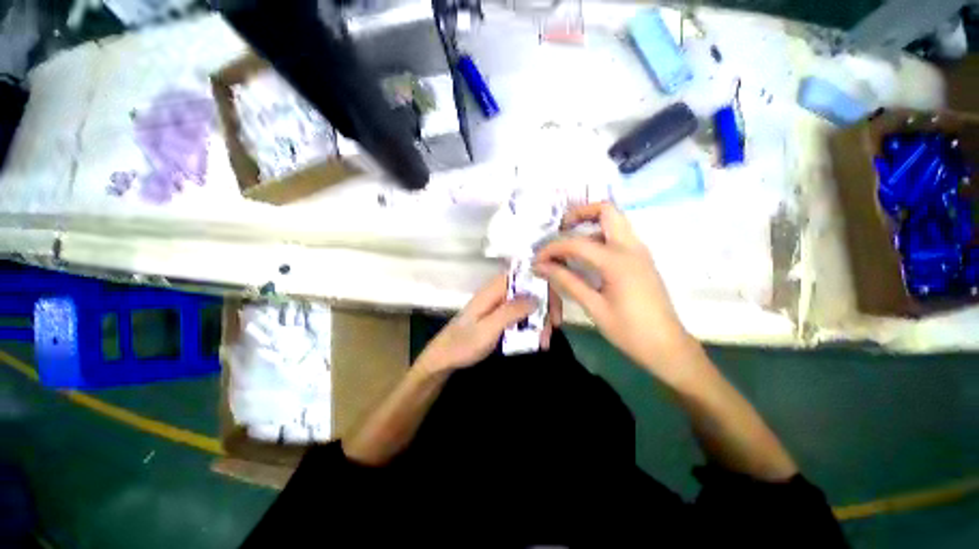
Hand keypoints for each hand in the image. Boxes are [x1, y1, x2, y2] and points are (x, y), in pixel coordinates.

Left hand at [414, 273, 547, 373]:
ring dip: (540, 321)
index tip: (554, 308)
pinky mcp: (501, 316)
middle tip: (551, 331)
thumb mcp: (488, 329)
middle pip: (530, 291)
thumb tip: (537, 297)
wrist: (444, 358)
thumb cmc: (463, 344)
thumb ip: (511, 311)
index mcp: (493, 290)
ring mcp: (500, 305)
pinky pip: (522, 316)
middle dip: (544, 309)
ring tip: (543, 343)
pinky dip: (531, 327)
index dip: (543, 286)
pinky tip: (536, 342)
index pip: (524, 276)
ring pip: (528, 305)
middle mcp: (499, 293)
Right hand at [534, 203, 703, 385]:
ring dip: (589, 224)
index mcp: (618, 261)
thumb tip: (540, 267)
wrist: (667, 347)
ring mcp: (639, 251)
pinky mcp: (641, 259)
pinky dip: (599, 236)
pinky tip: (586, 257)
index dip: (552, 248)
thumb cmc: (629, 331)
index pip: (576, 242)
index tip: (537, 260)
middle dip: (579, 213)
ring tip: (568, 243)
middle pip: (607, 210)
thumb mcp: (594, 307)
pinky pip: (618, 236)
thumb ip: (566, 281)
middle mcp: (631, 247)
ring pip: (614, 221)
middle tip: (560, 229)